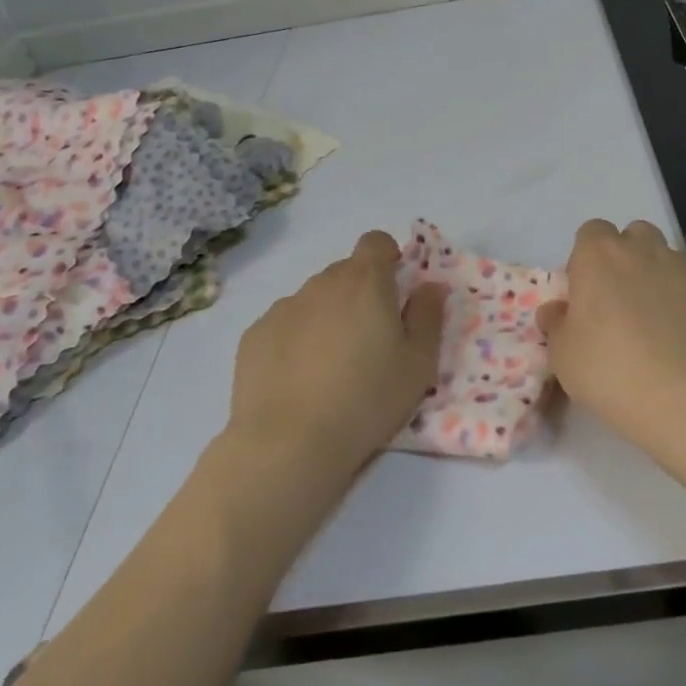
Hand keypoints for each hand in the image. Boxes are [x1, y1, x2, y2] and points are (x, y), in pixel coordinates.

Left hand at [227, 231, 445, 471]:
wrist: (288, 443)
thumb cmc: (366, 400)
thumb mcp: (418, 364)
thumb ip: (428, 316)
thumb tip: (430, 286)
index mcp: (365, 282)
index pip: (376, 242)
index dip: (387, 258)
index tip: (394, 289)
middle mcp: (321, 283)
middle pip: (345, 272)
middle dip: (359, 294)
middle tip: (369, 339)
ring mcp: (283, 307)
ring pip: (313, 299)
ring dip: (327, 317)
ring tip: (331, 367)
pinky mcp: (254, 335)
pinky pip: (284, 325)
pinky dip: (295, 340)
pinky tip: (298, 380)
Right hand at [537, 219, 685, 449]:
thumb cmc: (613, 369)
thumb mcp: (564, 356)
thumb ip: (557, 326)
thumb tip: (556, 311)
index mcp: (600, 256)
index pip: (591, 232)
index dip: (585, 258)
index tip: (585, 294)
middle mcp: (643, 251)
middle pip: (633, 236)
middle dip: (625, 259)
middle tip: (618, 304)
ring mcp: (685, 270)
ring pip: (666, 260)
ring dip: (656, 281)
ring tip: (653, 326)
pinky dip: (685, 306)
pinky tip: (683, 344)